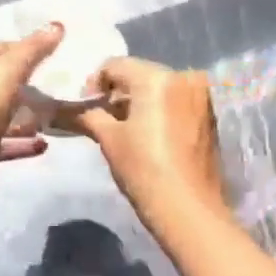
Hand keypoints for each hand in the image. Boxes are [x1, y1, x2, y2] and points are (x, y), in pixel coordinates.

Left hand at [0, 24, 62, 195]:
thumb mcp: (12, 68)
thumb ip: (34, 48)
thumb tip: (57, 25)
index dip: (14, 52)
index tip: (39, 62)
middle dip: (14, 89)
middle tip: (40, 93)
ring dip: (14, 118)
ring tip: (41, 121)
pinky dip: (12, 140)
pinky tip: (38, 144)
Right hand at [66, 57, 226, 230]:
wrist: (189, 210)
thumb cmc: (144, 169)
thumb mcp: (109, 139)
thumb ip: (88, 114)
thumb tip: (66, 108)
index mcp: (157, 77)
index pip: (115, 65)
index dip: (94, 83)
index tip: (84, 106)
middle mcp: (184, 76)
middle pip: (139, 73)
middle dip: (117, 92)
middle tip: (99, 116)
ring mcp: (201, 95)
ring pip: (158, 87)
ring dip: (138, 101)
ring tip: (121, 127)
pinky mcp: (209, 114)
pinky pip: (175, 100)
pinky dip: (158, 109)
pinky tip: (146, 133)